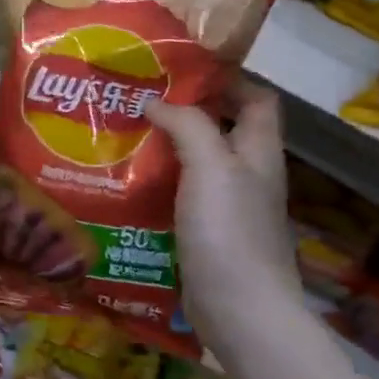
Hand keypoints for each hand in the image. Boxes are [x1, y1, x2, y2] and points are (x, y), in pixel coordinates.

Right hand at [144, 85, 302, 349]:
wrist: (239, 309)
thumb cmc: (229, 230)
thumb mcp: (210, 165)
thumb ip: (187, 125)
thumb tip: (154, 101)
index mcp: (258, 152)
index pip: (257, 99)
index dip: (228, 79)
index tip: (182, 68)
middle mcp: (246, 176)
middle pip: (221, 130)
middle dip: (184, 112)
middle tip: (138, 100)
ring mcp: (226, 208)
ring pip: (195, 165)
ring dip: (164, 150)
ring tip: (121, 136)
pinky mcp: (205, 235)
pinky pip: (179, 198)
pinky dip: (156, 186)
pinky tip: (125, 185)